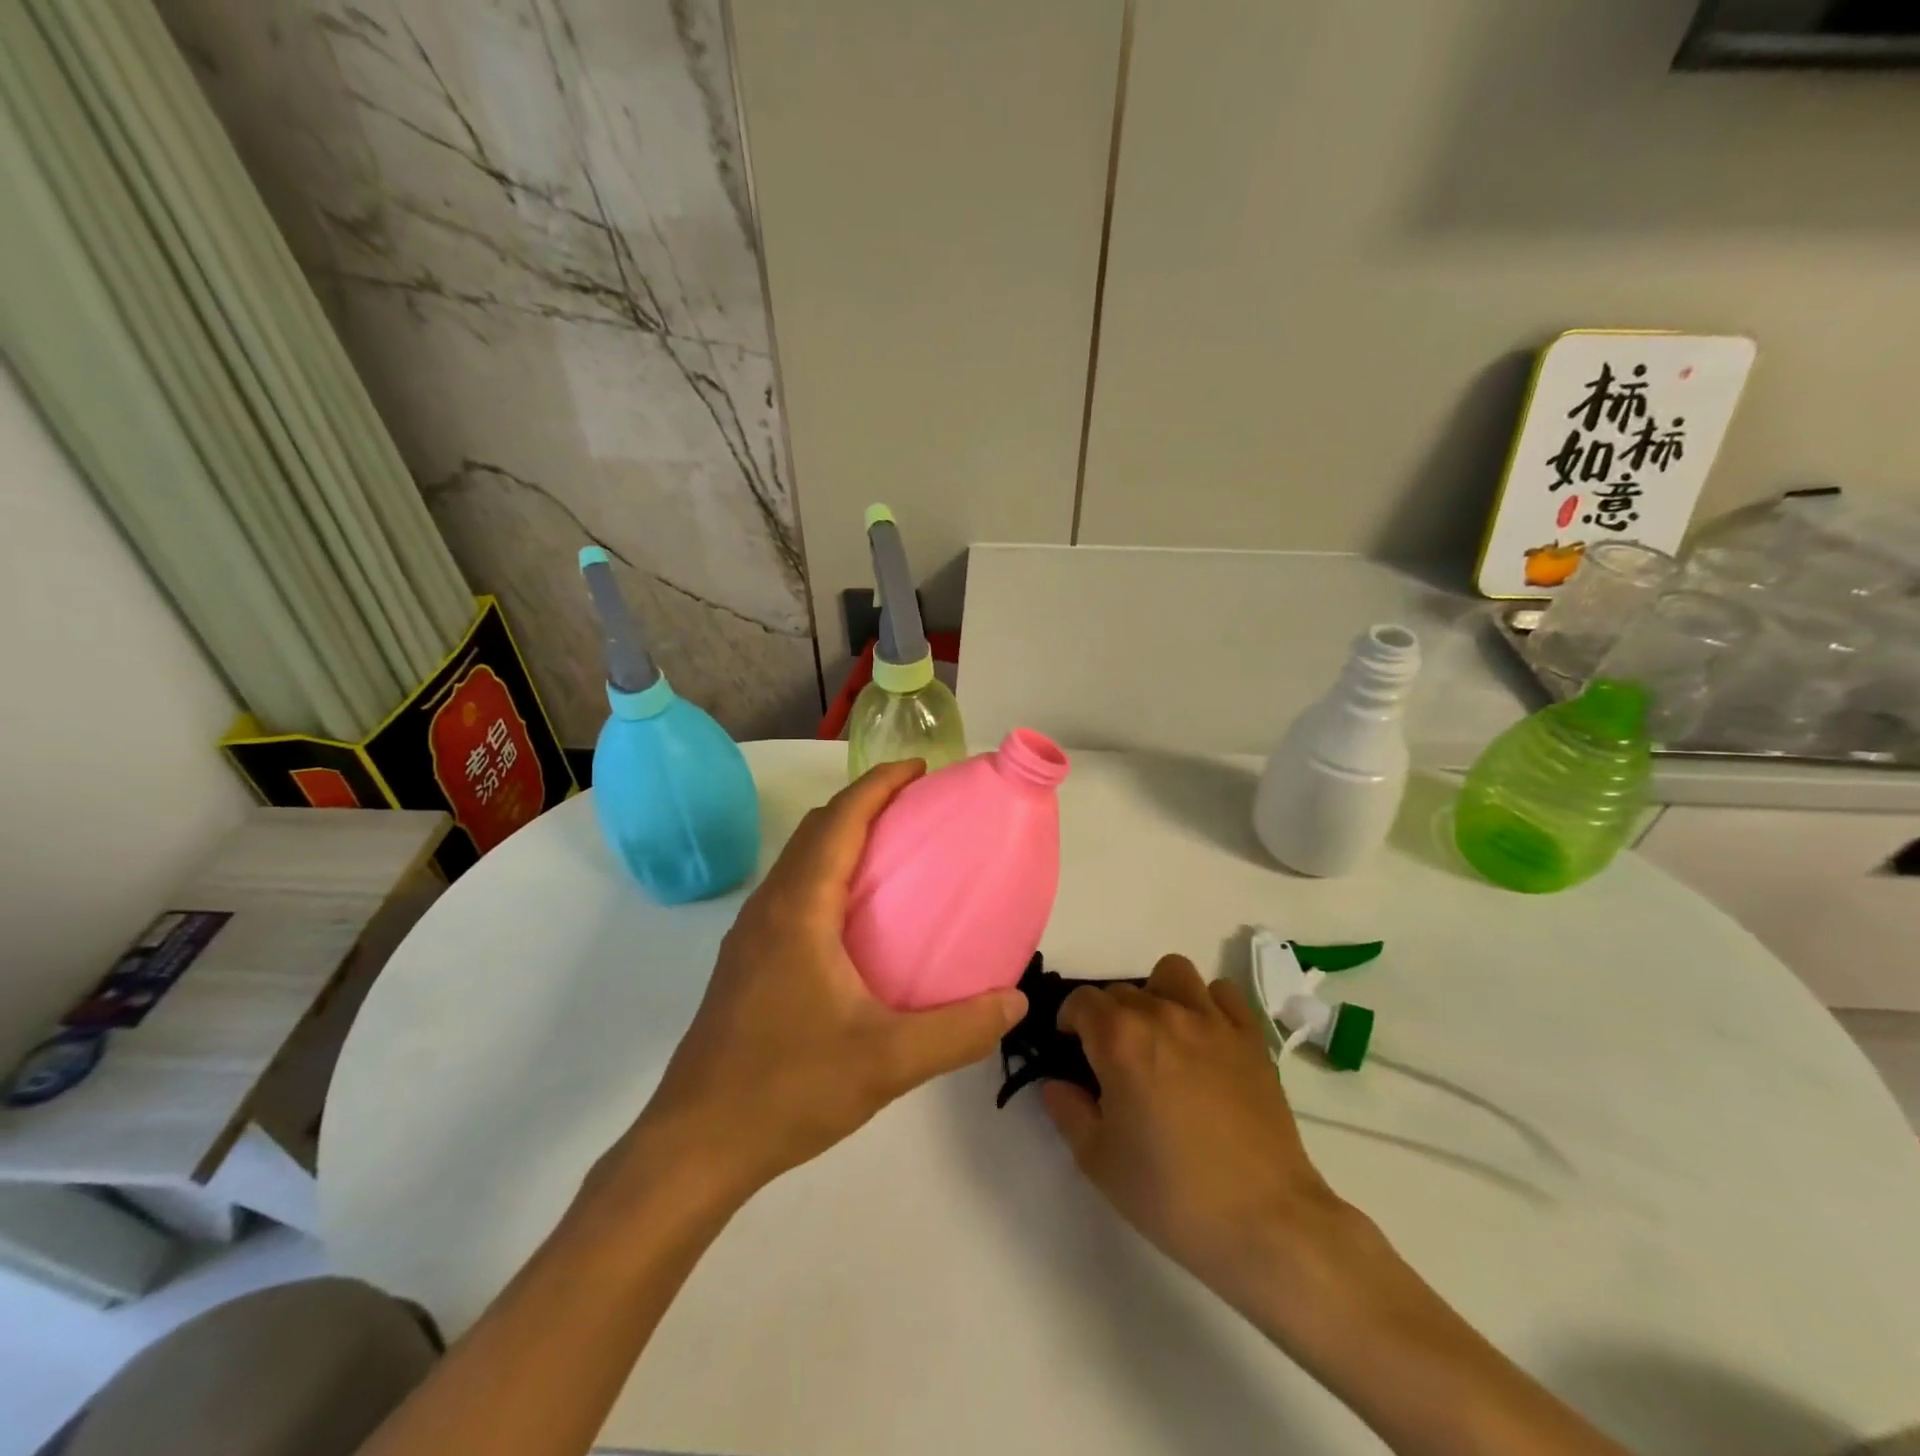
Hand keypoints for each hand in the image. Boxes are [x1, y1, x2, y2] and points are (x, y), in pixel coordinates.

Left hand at [607, 760, 1026, 1208]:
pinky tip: (856, 921)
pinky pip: (792, 893)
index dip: (879, 784)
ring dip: (841, 838)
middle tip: (916, 808)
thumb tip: (1014, 1002)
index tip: (920, 770)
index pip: (840, 820)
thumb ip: (958, 1031)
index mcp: (799, 909)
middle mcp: (769, 907)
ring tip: (893, 855)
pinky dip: (827, 875)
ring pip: (799, 861)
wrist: (695, 1144)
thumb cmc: (788, 1088)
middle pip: (816, 829)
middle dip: (864, 803)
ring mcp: (750, 935)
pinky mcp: (745, 963)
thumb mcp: (887, 1062)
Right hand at [1042, 955, 1355, 1307]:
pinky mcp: (1250, 1037)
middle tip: (1112, 1059)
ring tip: (1159, 1035)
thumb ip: (1068, 1111)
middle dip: (1107, 1016)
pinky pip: (1222, 993)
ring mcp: (1212, 1021)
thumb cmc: (1171, 1194)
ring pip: (1172, 973)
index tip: (1071, 1048)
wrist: (1264, 1222)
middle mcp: (1163, 1014)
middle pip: (1121, 990)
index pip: (1081, 1001)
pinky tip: (1204, 1039)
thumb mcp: (1098, 1161)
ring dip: (1156, 994)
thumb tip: (1057, 1084)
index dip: (1069, 1021)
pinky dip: (1206, 1004)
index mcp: (1120, 1038)